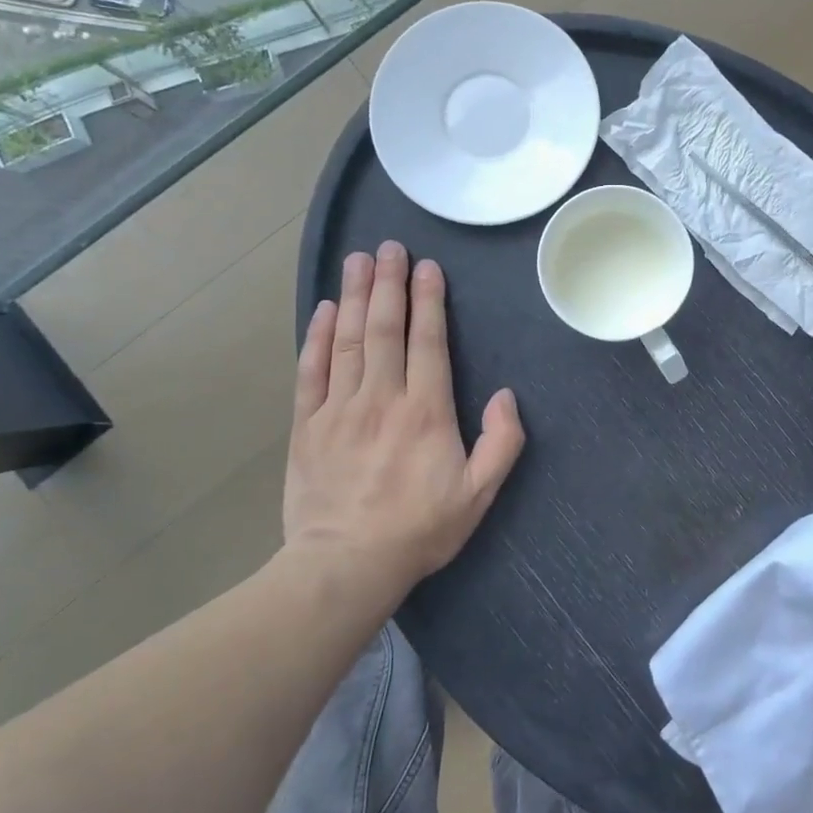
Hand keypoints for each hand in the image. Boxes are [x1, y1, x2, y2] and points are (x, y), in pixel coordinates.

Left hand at [283, 242, 524, 591]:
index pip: (428, 341)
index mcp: (425, 411)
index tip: (427, 267)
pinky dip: (318, 336)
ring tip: (358, 260)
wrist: (345, 566)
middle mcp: (381, 398)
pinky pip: (311, 371)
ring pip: (348, 340)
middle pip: (385, 329)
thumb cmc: (419, 529)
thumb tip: (506, 396)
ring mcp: (339, 409)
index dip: (428, 300)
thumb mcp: (478, 494)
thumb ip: (501, 443)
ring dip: (355, 296)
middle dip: (389, 283)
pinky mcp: (307, 425)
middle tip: (389, 247)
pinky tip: (326, 310)